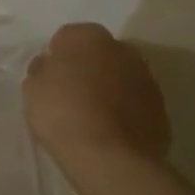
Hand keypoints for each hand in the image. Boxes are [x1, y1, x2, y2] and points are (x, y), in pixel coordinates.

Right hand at [23, 23, 170, 165]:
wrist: (109, 159)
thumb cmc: (62, 113)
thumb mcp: (32, 88)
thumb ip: (42, 70)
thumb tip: (51, 66)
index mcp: (88, 36)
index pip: (67, 38)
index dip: (58, 58)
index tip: (51, 79)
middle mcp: (122, 49)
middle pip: (99, 54)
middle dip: (89, 68)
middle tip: (72, 95)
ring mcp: (147, 80)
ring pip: (121, 78)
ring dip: (110, 90)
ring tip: (94, 119)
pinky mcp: (161, 111)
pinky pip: (136, 105)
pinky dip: (126, 113)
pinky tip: (112, 134)